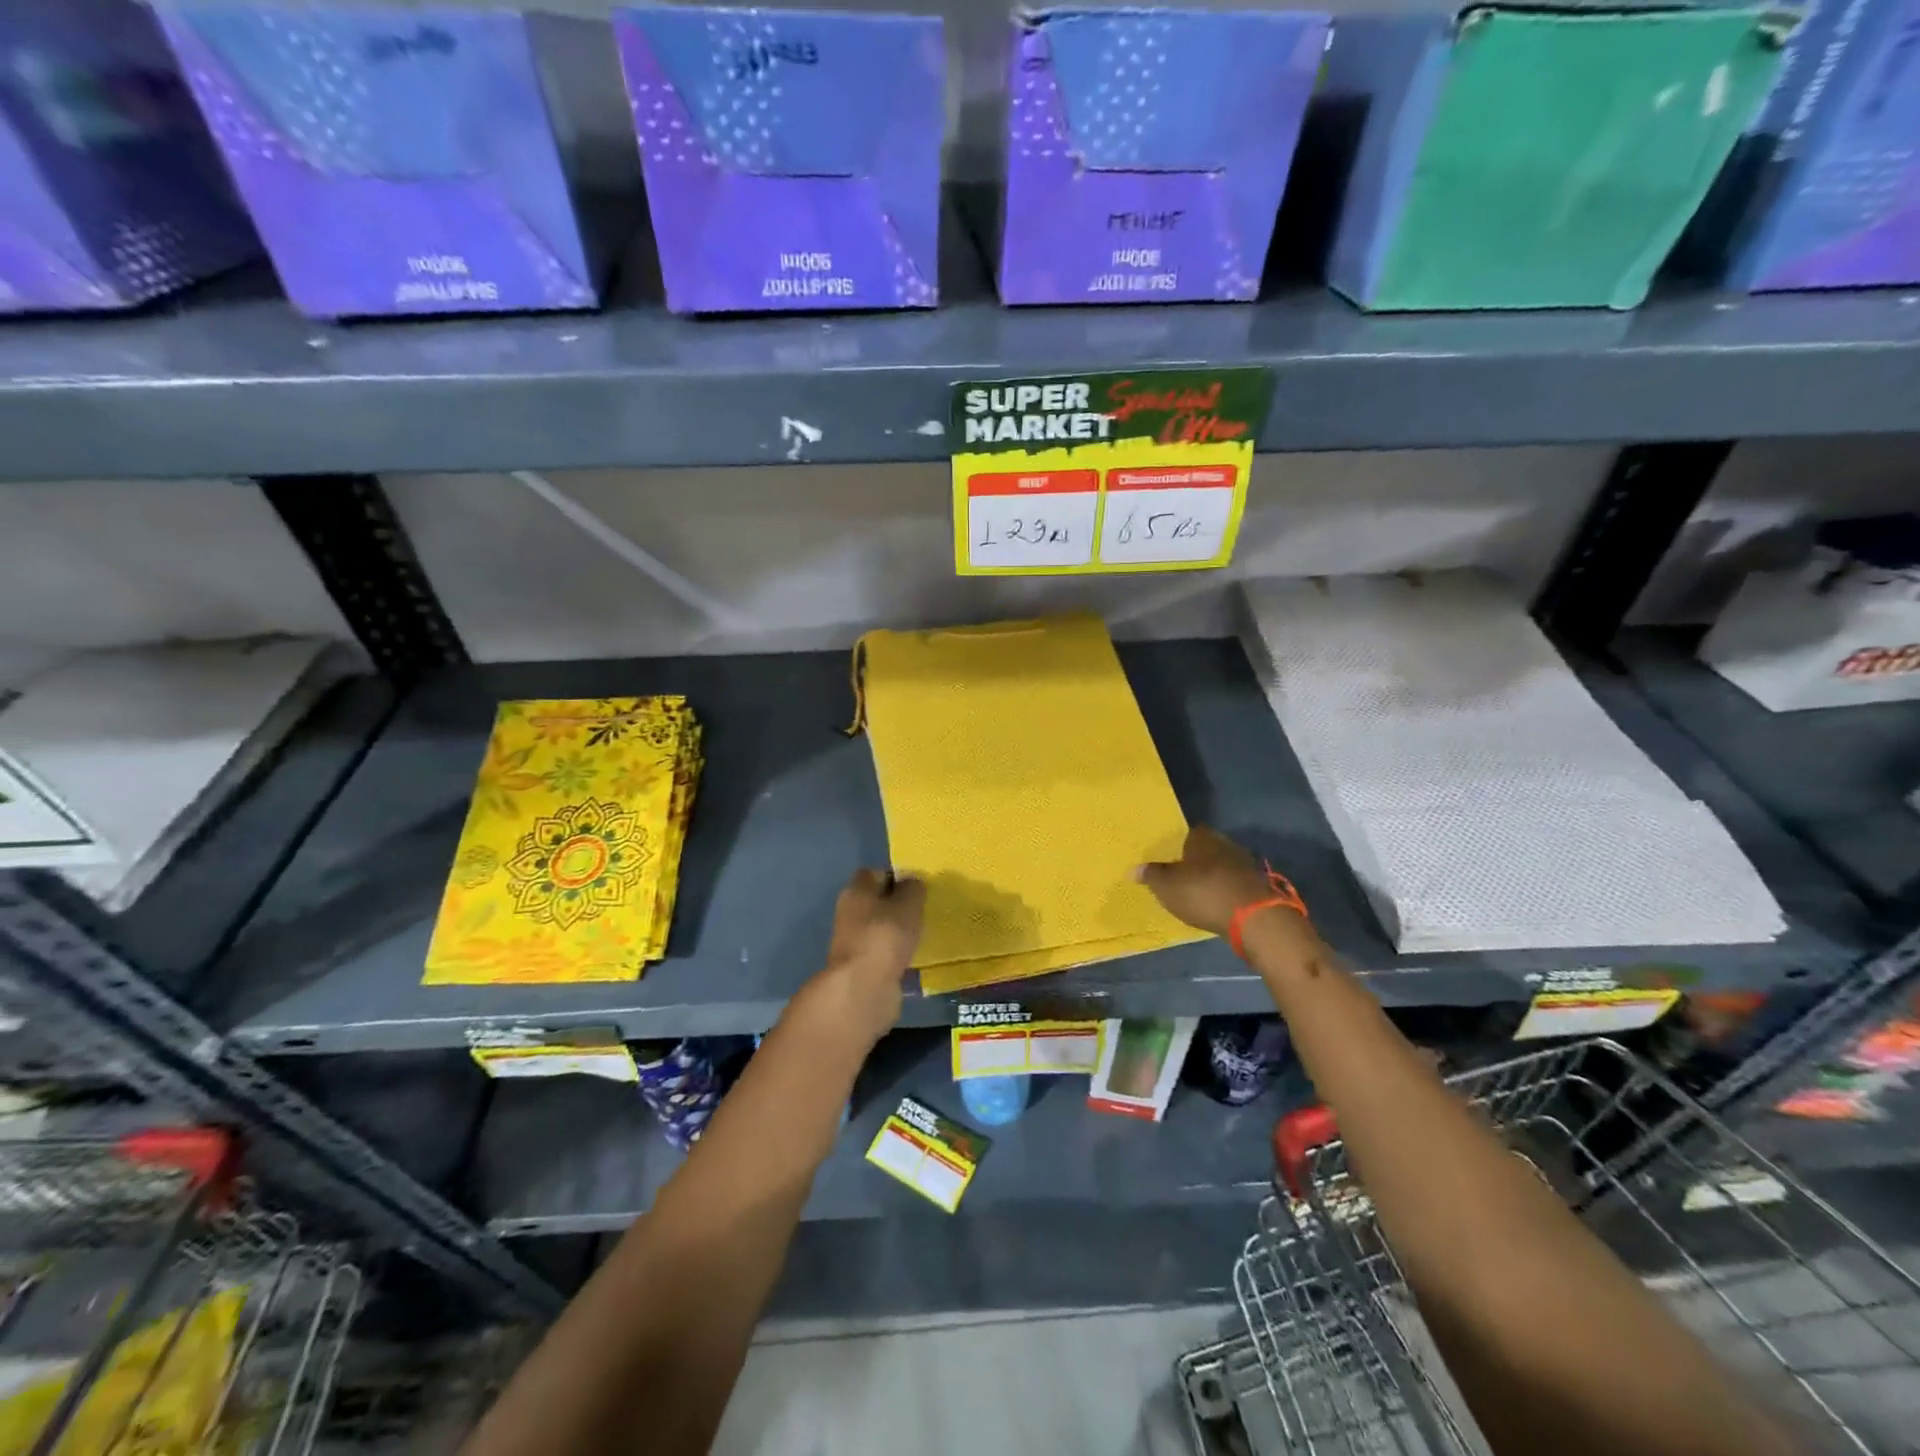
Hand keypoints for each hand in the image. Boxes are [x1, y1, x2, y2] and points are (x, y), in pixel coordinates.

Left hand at [809, 868, 925, 1044]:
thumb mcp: (908, 904)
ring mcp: (853, 942)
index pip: (874, 873)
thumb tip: (913, 882)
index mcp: (855, 891)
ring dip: (897, 932)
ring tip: (921, 935)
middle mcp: (849, 913)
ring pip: (879, 928)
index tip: (916, 887)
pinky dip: (895, 954)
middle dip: (898, 906)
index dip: (895, 877)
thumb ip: (913, 889)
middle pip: (876, 902)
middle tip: (922, 911)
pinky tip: (912, 958)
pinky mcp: (861, 967)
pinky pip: (882, 952)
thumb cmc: (885, 935)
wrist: (864, 987)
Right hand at [1138, 826, 1289, 937]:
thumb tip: (1133, 869)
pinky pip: (1235, 884)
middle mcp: (1226, 843)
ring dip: (1214, 877)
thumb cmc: (1202, 892)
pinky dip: (1227, 891)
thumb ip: (1151, 875)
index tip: (1171, 858)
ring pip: (1224, 866)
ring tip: (1199, 892)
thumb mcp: (1167, 886)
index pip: (1189, 833)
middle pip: (1208, 849)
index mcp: (1202, 837)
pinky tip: (1218, 904)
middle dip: (1198, 861)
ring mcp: (1246, 864)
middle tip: (1183, 875)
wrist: (1252, 917)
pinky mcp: (1258, 886)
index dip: (1179, 845)